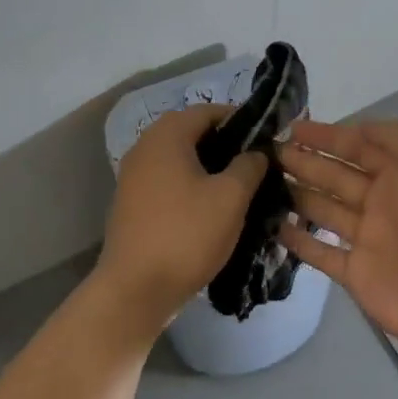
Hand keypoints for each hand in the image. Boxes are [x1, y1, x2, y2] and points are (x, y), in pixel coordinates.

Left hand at [93, 105, 267, 338]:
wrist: (135, 288)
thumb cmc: (186, 234)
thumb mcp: (231, 198)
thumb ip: (249, 166)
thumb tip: (257, 152)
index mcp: (167, 135)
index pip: (208, 111)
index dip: (239, 120)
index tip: (266, 139)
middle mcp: (145, 146)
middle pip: (191, 132)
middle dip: (224, 144)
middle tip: (255, 165)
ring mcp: (133, 175)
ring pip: (179, 158)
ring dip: (207, 167)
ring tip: (238, 188)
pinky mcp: (131, 201)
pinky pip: (166, 180)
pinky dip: (188, 185)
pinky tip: (209, 208)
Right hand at [277, 119, 397, 360]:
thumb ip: (390, 137)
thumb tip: (354, 127)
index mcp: (397, 176)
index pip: (355, 148)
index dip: (325, 136)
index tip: (291, 128)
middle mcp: (380, 203)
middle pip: (334, 176)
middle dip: (304, 162)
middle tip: (268, 154)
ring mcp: (366, 239)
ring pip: (323, 210)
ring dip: (296, 194)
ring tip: (263, 183)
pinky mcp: (354, 273)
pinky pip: (320, 252)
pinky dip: (298, 240)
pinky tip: (274, 225)